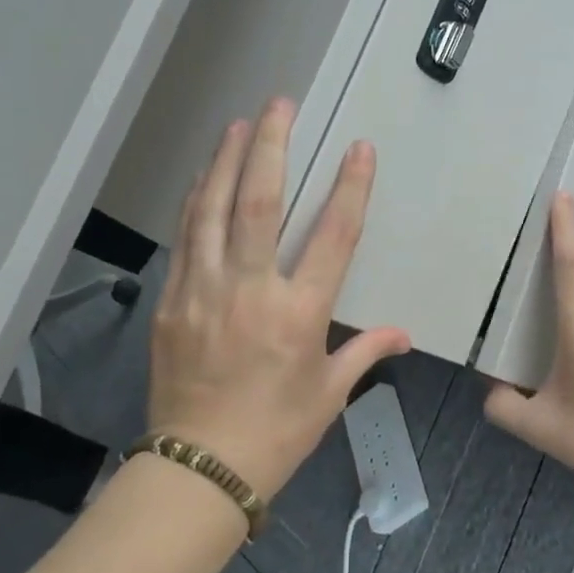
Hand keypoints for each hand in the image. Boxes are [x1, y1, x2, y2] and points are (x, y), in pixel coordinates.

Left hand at [148, 98, 410, 499]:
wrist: (199, 468)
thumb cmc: (276, 432)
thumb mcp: (329, 394)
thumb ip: (365, 352)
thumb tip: (401, 334)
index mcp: (299, 313)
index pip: (333, 236)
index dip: (350, 187)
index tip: (358, 148)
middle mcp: (251, 290)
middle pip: (260, 203)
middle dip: (272, 147)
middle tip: (280, 104)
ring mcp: (204, 291)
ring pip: (213, 209)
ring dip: (228, 161)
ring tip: (240, 124)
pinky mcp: (172, 300)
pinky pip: (186, 237)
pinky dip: (197, 201)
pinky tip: (205, 177)